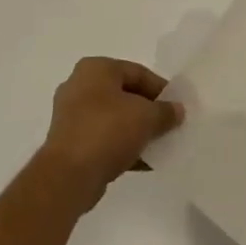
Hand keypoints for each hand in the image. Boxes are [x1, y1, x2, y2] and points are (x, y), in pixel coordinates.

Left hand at [37, 57, 184, 210]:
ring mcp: (72, 115)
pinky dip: (123, 146)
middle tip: (169, 125)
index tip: (177, 107)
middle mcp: (80, 86)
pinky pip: (103, 138)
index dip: (161, 89)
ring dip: (137, 131)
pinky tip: (144, 162)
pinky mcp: (70, 142)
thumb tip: (177, 110)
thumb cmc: (107, 131)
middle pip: (125, 94)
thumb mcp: (146, 117)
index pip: (137, 72)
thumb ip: (165, 111)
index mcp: (95, 68)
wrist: (68, 176)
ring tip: (160, 145)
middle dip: (149, 111)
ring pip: (114, 118)